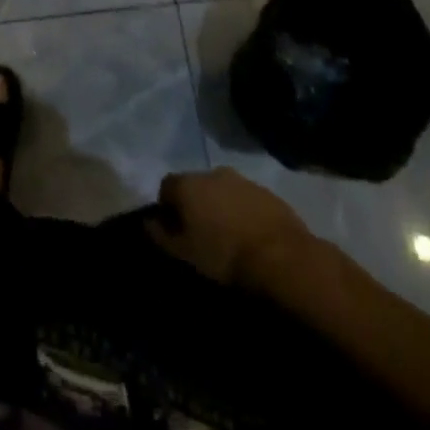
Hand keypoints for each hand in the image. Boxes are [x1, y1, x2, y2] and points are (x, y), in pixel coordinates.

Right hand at [147, 167, 312, 288]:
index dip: (167, 208)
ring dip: (220, 207)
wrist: (282, 257)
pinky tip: (249, 235)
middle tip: (201, 234)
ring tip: (227, 236)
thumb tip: (148, 222)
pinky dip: (242, 212)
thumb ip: (161, 236)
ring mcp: (242, 179)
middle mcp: (212, 172)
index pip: (166, 187)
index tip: (174, 231)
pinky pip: (245, 199)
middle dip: (195, 205)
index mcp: (188, 183)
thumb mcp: (184, 254)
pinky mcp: (266, 192)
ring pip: (221, 191)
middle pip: (195, 185)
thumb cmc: (224, 256)